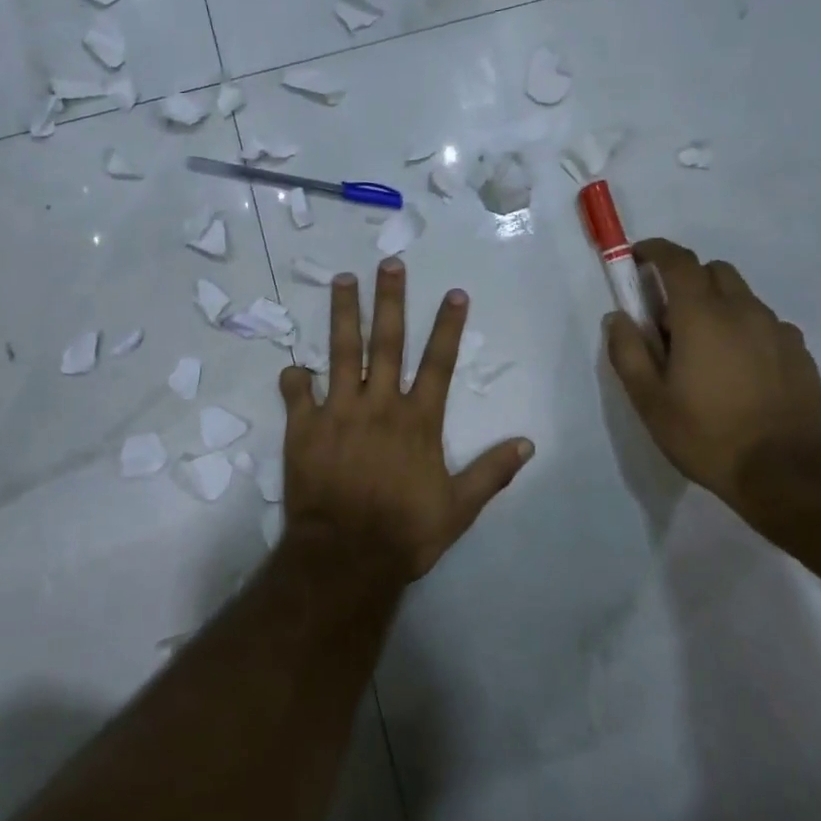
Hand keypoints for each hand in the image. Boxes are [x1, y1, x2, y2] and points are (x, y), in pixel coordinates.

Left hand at [278, 258, 534, 584]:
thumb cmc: (404, 532)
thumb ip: (491, 472)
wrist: (346, 556)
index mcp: (418, 421)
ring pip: (341, 352)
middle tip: (389, 264)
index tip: (454, 292)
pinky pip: (297, 393)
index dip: (447, 326)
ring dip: (344, 314)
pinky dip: (294, 378)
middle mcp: (379, 405)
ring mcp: (338, 412)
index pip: (439, 363)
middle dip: (390, 300)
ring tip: (343, 280)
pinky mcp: (304, 428)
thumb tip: (527, 443)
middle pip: (387, 342)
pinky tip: (292, 365)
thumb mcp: (459, 508)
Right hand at [605, 240, 820, 520]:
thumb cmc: (705, 435)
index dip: (655, 251)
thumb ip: (627, 352)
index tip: (638, 258)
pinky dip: (745, 331)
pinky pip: (766, 326)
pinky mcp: (800, 353)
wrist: (784, 473)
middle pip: (714, 272)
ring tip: (705, 352)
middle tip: (669, 320)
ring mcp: (778, 331)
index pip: (678, 261)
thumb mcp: (649, 400)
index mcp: (703, 316)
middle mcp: (744, 311)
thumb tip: (617, 317)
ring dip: (718, 307)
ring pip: (743, 298)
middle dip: (688, 281)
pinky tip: (739, 371)